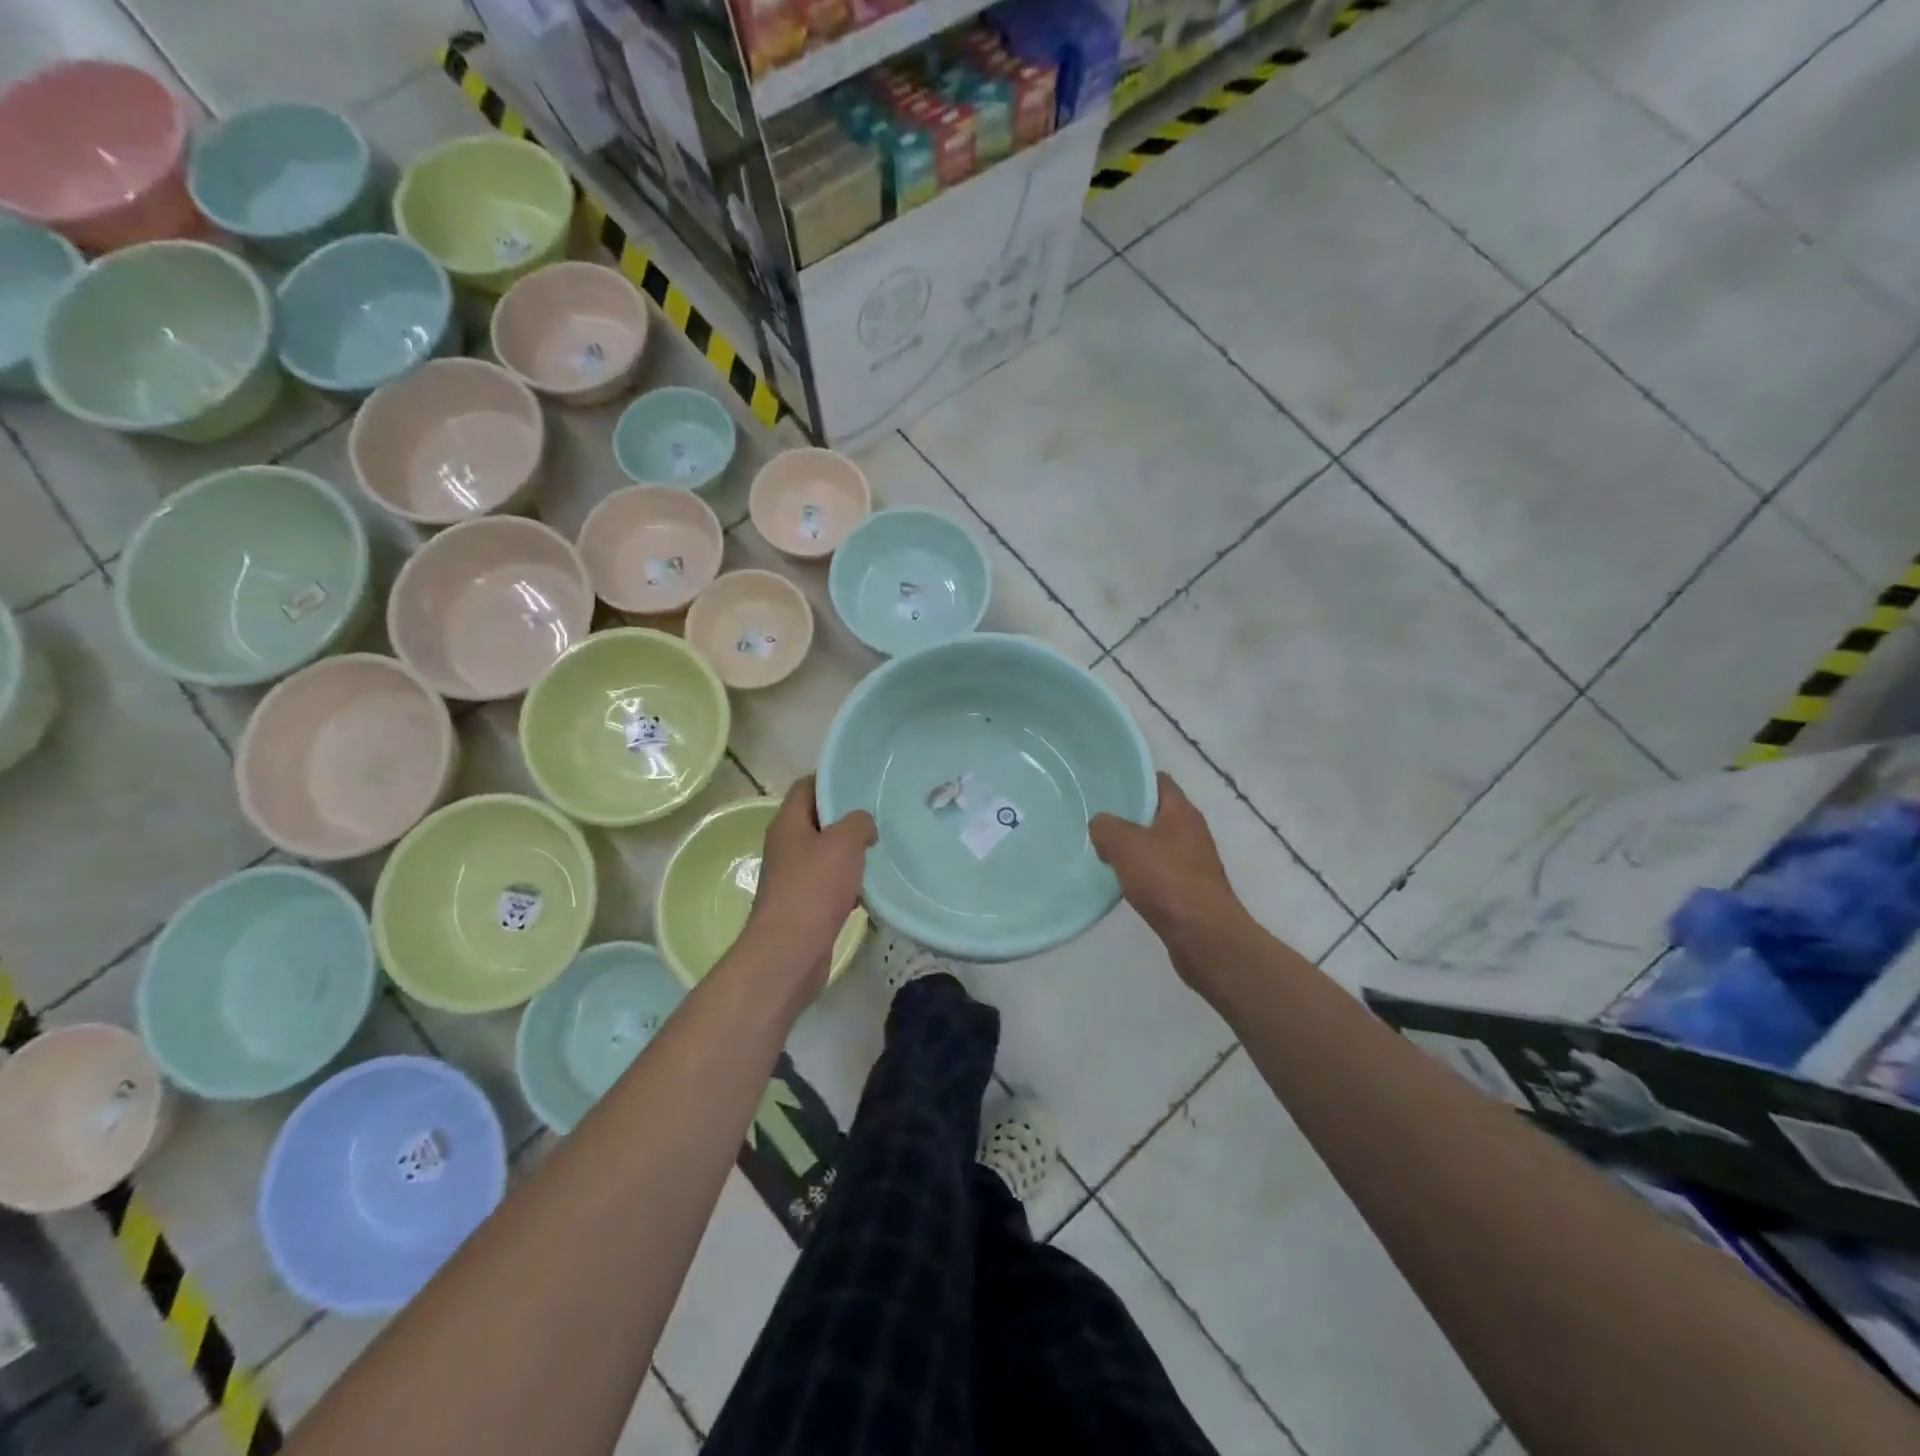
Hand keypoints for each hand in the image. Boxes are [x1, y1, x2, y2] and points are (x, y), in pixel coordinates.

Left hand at [743, 776, 876, 998]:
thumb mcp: (843, 843)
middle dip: (847, 817)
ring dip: (850, 852)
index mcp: (788, 823)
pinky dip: (848, 883)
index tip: (862, 780)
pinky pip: (828, 884)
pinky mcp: (803, 905)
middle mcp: (786, 845)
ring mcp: (792, 876)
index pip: (807, 786)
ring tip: (881, 848)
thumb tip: (863, 826)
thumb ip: (858, 822)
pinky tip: (870, 888)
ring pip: (825, 853)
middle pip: (817, 820)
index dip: (832, 779)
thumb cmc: (813, 889)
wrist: (789, 952)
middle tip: (880, 815)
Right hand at [1090, 773, 1253, 977]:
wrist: (1204, 936)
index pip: (1158, 780)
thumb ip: (1106, 826)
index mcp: (1181, 811)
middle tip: (1097, 821)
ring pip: (1157, 844)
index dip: (1134, 779)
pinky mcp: (1191, 889)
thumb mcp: (1125, 844)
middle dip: (1128, 816)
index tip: (1106, 785)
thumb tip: (1101, 825)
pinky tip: (1122, 883)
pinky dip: (1142, 874)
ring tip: (1103, 853)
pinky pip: (1161, 871)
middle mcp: (1192, 831)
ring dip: (1133, 848)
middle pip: (1156, 813)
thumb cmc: (1166, 880)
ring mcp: (1194, 861)